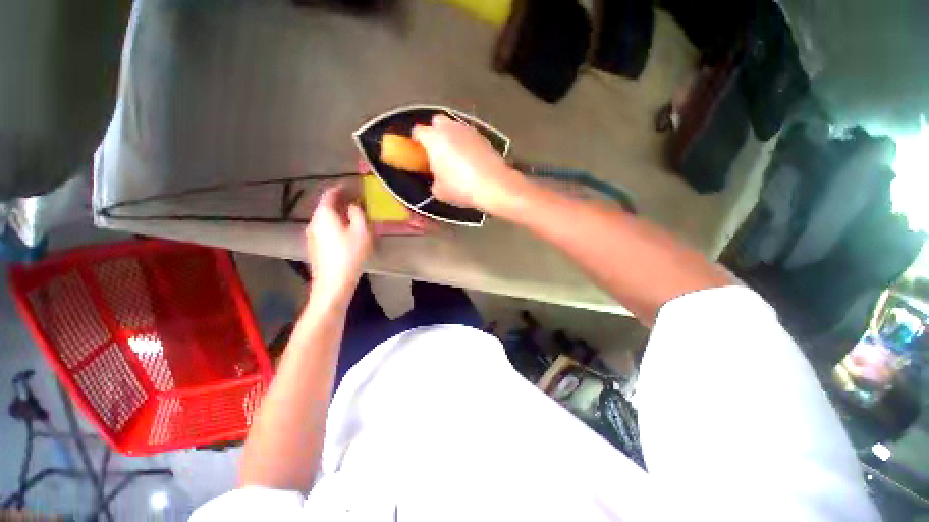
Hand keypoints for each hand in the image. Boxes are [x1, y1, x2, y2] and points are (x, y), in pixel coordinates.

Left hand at [305, 185, 372, 306]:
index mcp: (324, 214)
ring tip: (353, 216)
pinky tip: (345, 232)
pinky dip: (334, 224)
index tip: (353, 186)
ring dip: (338, 214)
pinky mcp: (314, 246)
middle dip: (341, 201)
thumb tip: (353, 206)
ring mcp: (312, 234)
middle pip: (326, 206)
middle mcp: (314, 221)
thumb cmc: (350, 254)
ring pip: (325, 218)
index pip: (330, 194)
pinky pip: (324, 228)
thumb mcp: (361, 231)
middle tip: (356, 201)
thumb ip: (358, 213)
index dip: (341, 188)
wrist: (333, 281)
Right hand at [412, 115, 525, 212]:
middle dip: (435, 132)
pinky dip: (467, 143)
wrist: (493, 185)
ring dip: (452, 137)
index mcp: (434, 139)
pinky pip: (469, 136)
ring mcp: (469, 130)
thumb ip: (434, 181)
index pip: (419, 131)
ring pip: (455, 127)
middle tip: (437, 150)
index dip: (417, 140)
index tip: (418, 150)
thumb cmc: (461, 188)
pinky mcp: (484, 137)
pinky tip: (471, 159)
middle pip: (437, 121)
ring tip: (456, 156)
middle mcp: (450, 129)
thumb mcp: (440, 191)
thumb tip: (437, 180)